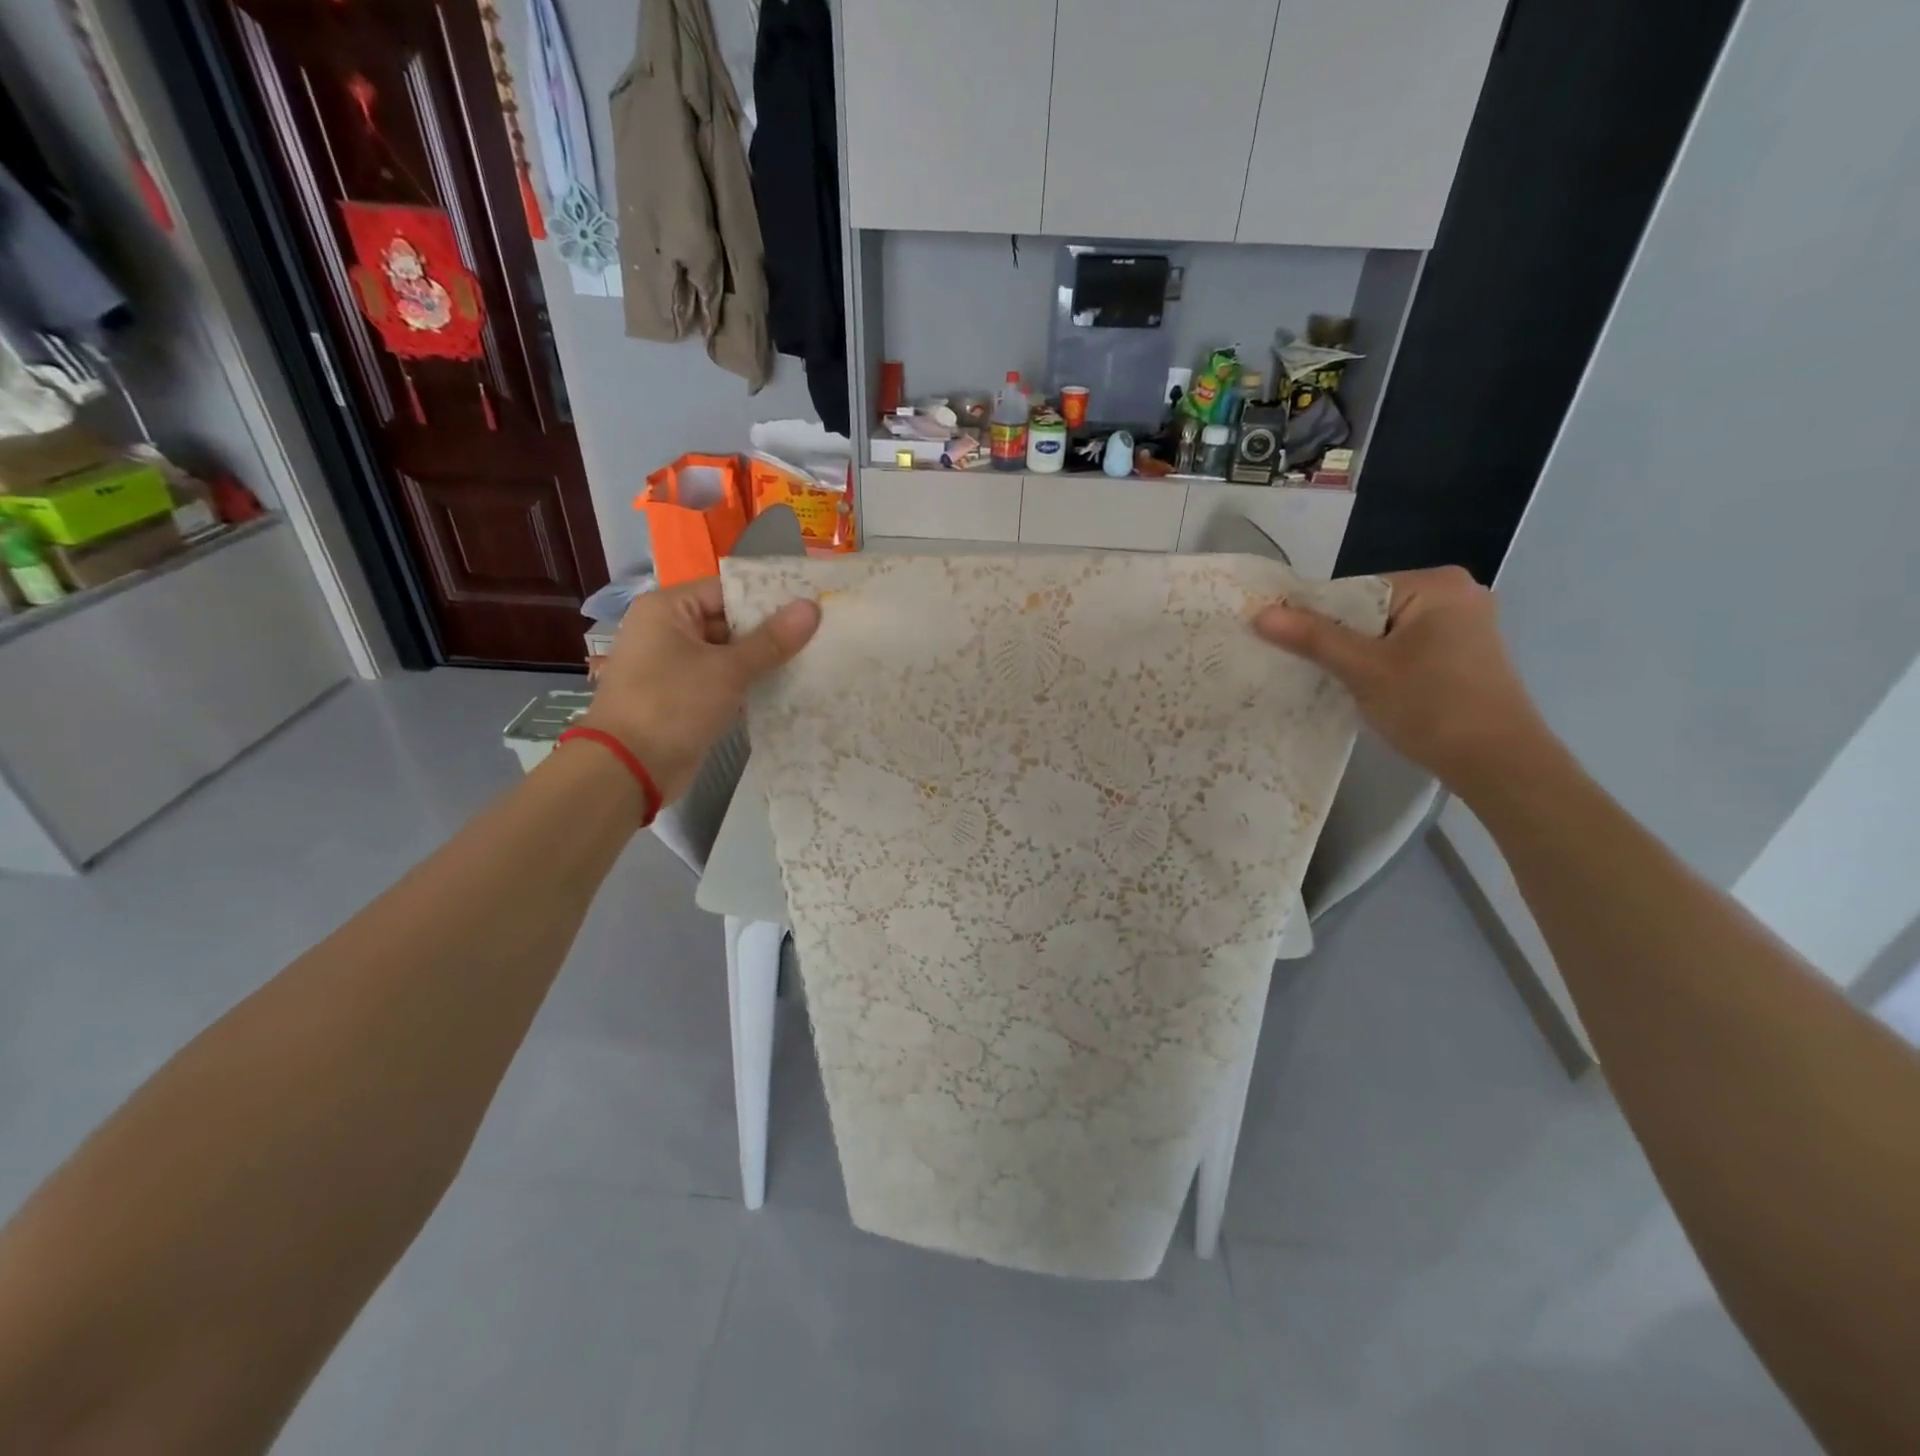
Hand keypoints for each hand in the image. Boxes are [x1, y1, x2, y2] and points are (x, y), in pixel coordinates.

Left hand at [581, 578, 819, 803]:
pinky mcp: (684, 697)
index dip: (769, 596)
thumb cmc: (673, 705)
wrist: (628, 769)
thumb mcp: (728, 670)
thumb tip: (812, 608)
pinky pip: (722, 681)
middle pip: (729, 621)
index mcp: (668, 609)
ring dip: (763, 660)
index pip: (727, 590)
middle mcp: (667, 631)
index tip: (812, 603)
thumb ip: (771, 640)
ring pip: (728, 654)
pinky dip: (748, 684)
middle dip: (771, 631)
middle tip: (820, 633)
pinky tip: (787, 688)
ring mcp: (674, 666)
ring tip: (813, 659)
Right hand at [1254, 566, 1556, 792]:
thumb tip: (1261, 613)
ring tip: (1336, 684)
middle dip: (1339, 640)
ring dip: (1359, 657)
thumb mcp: (1364, 670)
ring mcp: (1466, 626)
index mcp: (1436, 584)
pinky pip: (1407, 650)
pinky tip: (1371, 691)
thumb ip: (1313, 638)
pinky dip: (1384, 667)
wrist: (1500, 764)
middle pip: (1369, 611)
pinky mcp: (1466, 655)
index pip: (1353, 591)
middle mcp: (1457, 594)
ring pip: (1386, 633)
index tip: (1291, 649)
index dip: (1317, 619)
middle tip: (1310, 671)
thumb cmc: (1433, 708)